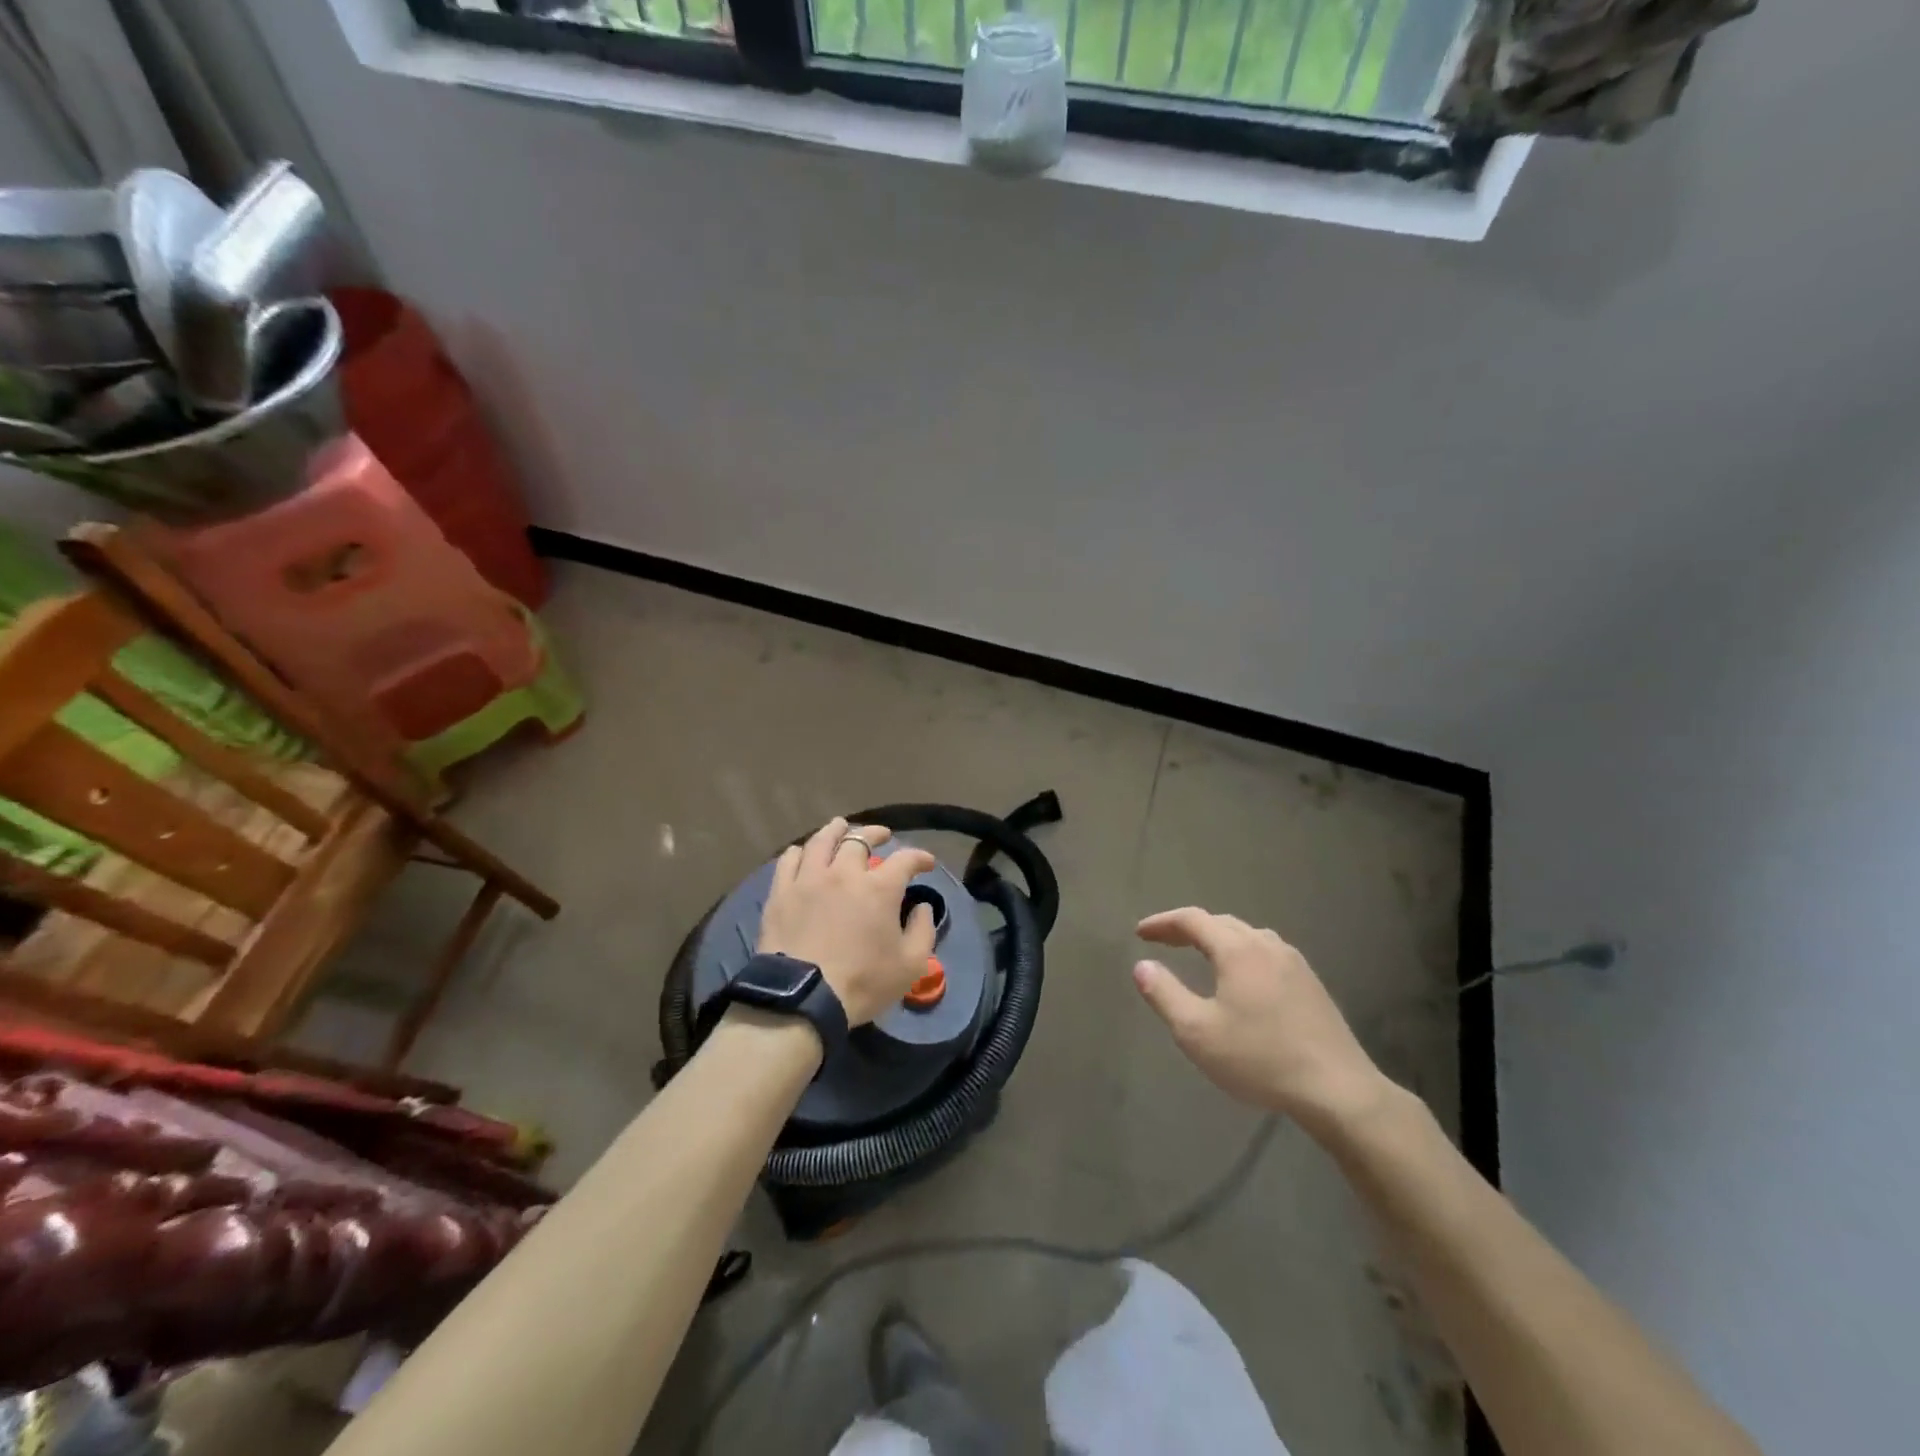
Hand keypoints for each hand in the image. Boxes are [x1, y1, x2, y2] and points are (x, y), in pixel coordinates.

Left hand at [758, 818, 938, 1026]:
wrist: (802, 999)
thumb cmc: (862, 983)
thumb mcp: (910, 965)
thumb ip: (923, 931)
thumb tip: (923, 907)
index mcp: (879, 888)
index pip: (905, 859)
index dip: (919, 856)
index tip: (926, 862)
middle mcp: (844, 873)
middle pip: (860, 840)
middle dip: (876, 834)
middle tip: (883, 835)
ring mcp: (809, 879)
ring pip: (822, 840)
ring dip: (836, 830)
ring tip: (841, 826)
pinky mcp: (781, 892)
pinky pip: (790, 860)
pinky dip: (801, 851)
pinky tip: (805, 852)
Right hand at [1133, 907, 1389, 1135]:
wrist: (1339, 1091)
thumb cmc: (1260, 1058)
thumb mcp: (1197, 1032)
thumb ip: (1164, 995)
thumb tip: (1142, 967)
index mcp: (1237, 950)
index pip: (1192, 919)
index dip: (1163, 922)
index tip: (1140, 933)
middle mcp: (1266, 945)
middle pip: (1221, 923)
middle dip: (1188, 928)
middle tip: (1163, 942)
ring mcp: (1295, 963)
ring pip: (1247, 936)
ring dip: (1218, 938)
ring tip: (1200, 955)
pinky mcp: (1312, 984)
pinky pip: (1267, 953)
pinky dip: (1242, 953)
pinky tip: (1242, 978)